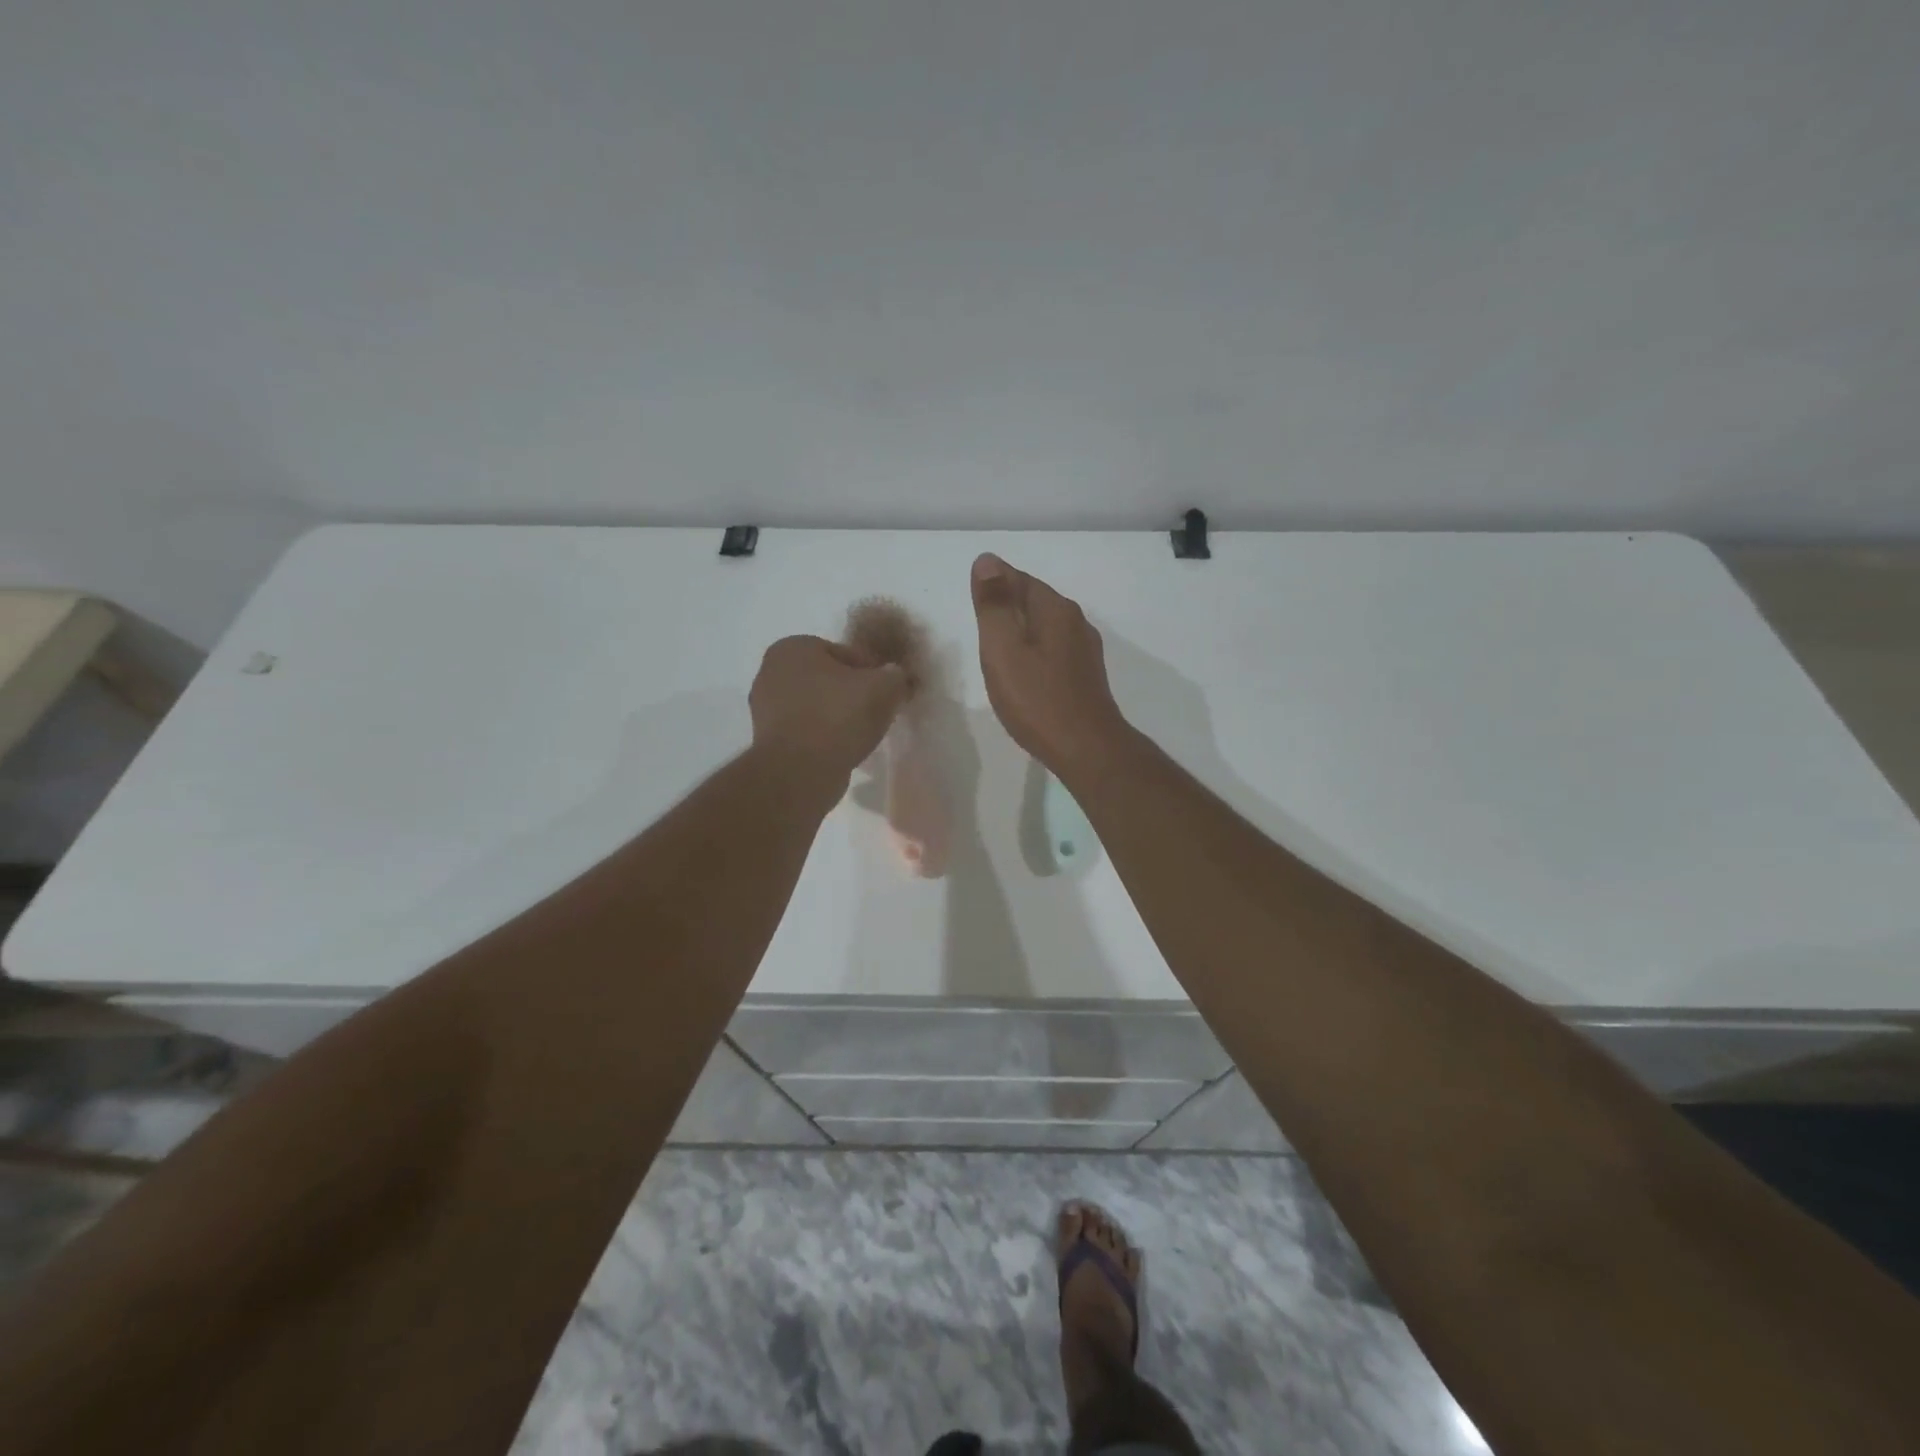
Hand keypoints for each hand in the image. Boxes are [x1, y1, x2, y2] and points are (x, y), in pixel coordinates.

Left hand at [749, 635, 908, 782]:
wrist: (798, 773)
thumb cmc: (838, 717)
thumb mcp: (884, 688)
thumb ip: (896, 676)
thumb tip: (896, 678)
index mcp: (793, 648)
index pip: (845, 653)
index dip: (872, 671)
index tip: (888, 692)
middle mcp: (771, 672)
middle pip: (829, 680)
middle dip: (852, 693)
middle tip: (878, 712)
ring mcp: (765, 709)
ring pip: (817, 707)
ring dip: (839, 717)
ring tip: (863, 735)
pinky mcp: (768, 741)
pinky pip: (807, 731)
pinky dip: (824, 737)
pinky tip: (843, 750)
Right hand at [970, 553, 1130, 775]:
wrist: (1086, 749)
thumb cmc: (1036, 699)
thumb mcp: (1003, 648)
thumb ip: (993, 604)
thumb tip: (987, 560)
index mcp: (1055, 609)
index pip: (1018, 579)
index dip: (993, 584)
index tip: (973, 600)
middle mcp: (1075, 622)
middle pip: (1034, 602)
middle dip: (1007, 607)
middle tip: (980, 625)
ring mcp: (1084, 650)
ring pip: (1045, 628)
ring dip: (1021, 632)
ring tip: (997, 651)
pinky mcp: (1086, 676)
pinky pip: (1053, 652)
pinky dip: (1034, 654)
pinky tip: (1024, 674)